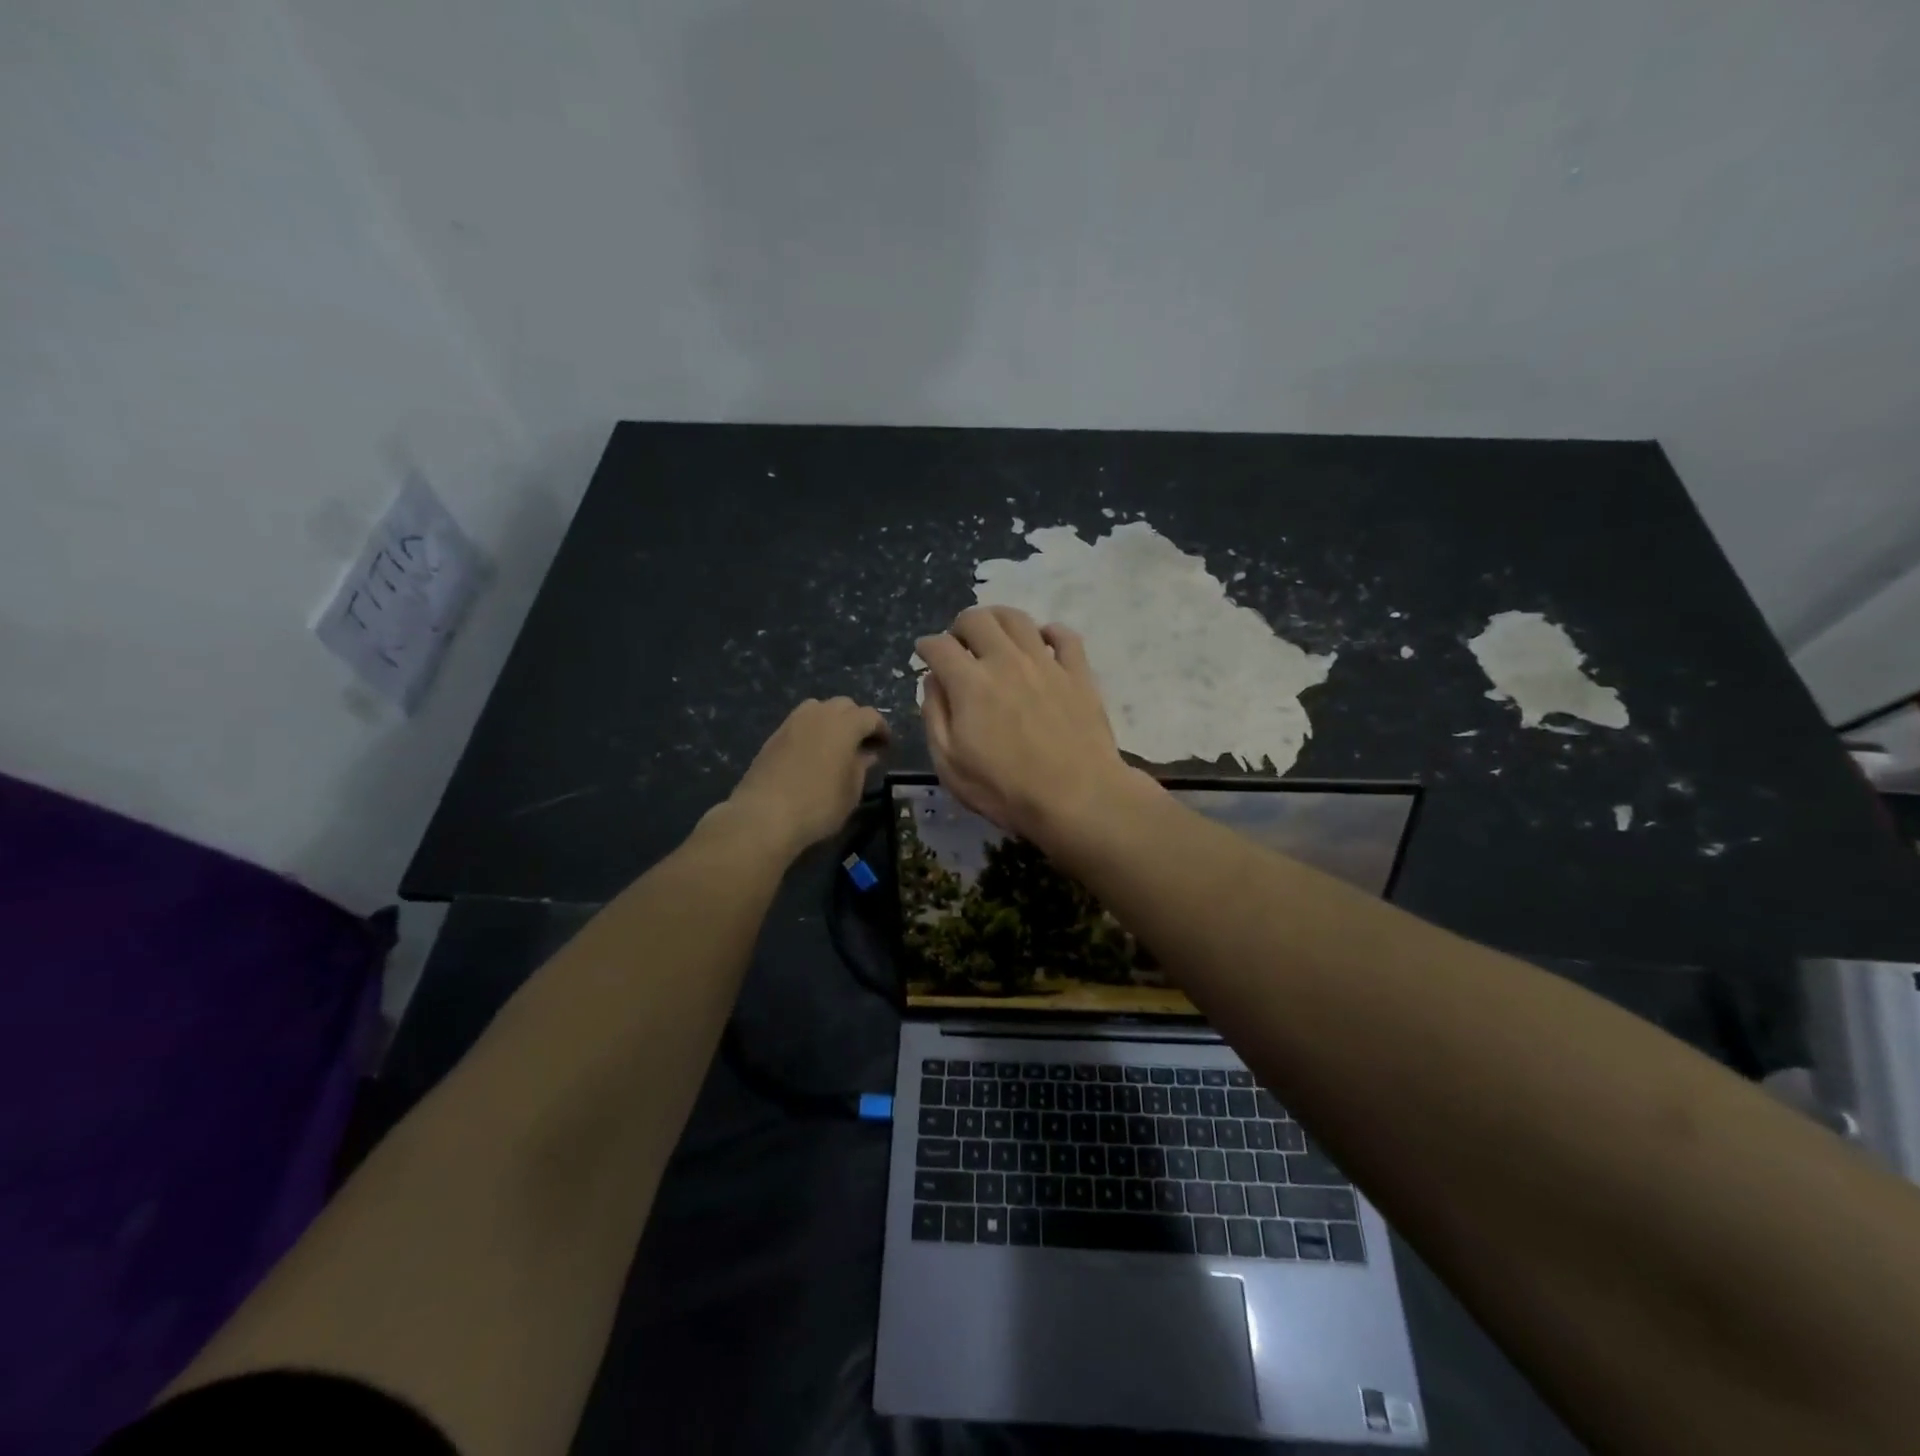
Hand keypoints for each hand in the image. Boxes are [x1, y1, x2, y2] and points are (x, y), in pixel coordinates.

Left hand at [719, 697, 889, 857]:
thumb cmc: (819, 805)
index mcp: (845, 724)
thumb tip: (867, 753)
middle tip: (863, 744)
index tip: (886, 746)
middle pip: (844, 705)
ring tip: (836, 745)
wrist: (765, 814)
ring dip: (832, 720)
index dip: (882, 730)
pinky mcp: (775, 735)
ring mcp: (793, 722)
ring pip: (819, 709)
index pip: (871, 716)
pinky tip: (813, 753)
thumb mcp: (851, 790)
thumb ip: (862, 766)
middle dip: (857, 720)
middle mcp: (819, 714)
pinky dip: (812, 730)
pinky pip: (801, 722)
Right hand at [916, 606, 1147, 843]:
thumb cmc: (1006, 789)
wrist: (1078, 798)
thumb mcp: (951, 764)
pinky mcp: (1078, 673)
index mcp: (970, 683)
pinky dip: (1049, 632)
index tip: (925, 654)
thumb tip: (933, 681)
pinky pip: (1065, 635)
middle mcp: (1006, 660)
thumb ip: (935, 716)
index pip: (939, 646)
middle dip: (959, 626)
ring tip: (994, 636)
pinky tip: (1043, 642)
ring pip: (1018, 618)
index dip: (926, 646)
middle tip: (959, 645)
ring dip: (998, 619)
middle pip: (977, 619)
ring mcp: (1046, 663)